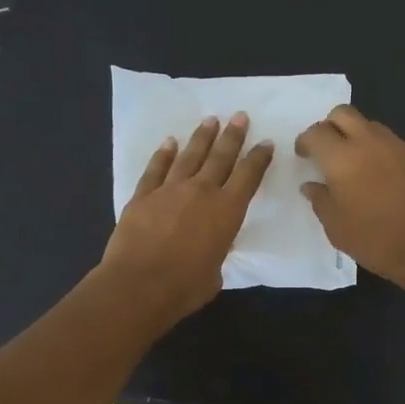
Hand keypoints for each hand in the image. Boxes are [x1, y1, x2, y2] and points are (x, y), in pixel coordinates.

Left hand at [101, 112, 273, 323]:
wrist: (139, 286)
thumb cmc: (185, 287)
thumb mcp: (216, 272)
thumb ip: (216, 252)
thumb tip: (209, 247)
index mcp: (227, 211)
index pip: (248, 176)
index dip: (258, 158)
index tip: (266, 143)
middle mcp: (201, 192)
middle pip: (220, 157)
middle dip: (232, 136)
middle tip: (240, 116)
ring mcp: (169, 190)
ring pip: (189, 156)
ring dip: (201, 137)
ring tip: (211, 120)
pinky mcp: (142, 196)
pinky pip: (156, 169)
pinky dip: (164, 154)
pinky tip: (170, 142)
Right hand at [295, 105, 404, 288]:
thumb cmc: (375, 240)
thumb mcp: (336, 227)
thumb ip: (320, 200)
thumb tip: (312, 185)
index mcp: (341, 158)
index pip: (316, 132)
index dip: (305, 141)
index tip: (304, 155)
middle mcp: (369, 143)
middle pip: (344, 113)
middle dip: (330, 126)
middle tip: (328, 150)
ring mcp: (399, 147)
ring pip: (371, 126)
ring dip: (358, 137)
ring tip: (357, 165)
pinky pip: (394, 145)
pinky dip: (382, 154)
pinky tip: (385, 180)